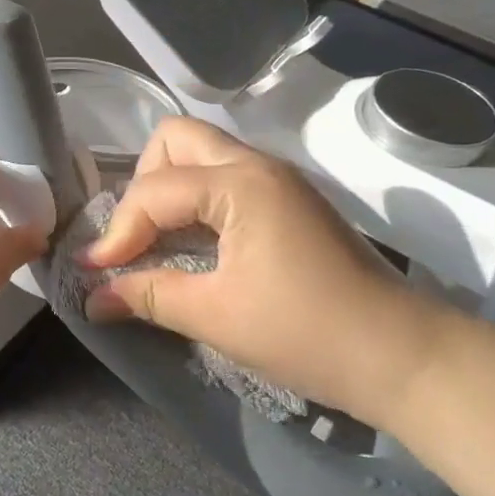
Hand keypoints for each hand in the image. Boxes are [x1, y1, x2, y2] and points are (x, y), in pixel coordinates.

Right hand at [81, 118, 453, 432]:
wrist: (402, 356)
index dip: (117, 231)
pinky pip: (225, 176)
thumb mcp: (216, 316)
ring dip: (169, 187)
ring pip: (203, 152)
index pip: (154, 190)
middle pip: (176, 139)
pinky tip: (192, 243)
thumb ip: (148, 296)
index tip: (95, 271)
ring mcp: (278, 179)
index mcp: (240, 184)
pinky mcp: (289, 200)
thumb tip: (93, 299)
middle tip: (135, 236)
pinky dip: (196, 198)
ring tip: (156, 239)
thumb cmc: (306, 333)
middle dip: (142, 183)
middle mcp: (257, 165)